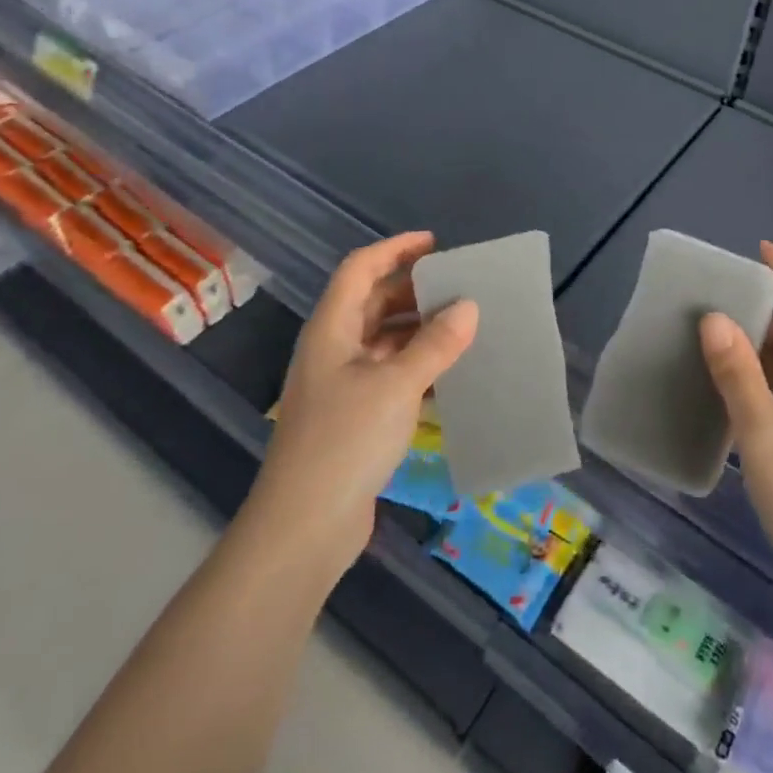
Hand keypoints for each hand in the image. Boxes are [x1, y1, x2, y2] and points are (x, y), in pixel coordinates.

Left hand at [245, 232, 477, 577]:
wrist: (303, 528)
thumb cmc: (345, 441)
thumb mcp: (396, 385)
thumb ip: (435, 344)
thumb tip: (469, 305)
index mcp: (332, 328)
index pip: (361, 269)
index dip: (395, 249)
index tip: (435, 244)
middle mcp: (334, 349)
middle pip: (373, 302)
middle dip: (413, 291)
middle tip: (459, 287)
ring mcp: (342, 385)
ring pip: (384, 340)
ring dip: (420, 330)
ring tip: (464, 327)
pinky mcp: (355, 417)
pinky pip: (390, 375)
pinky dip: (418, 367)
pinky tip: (451, 375)